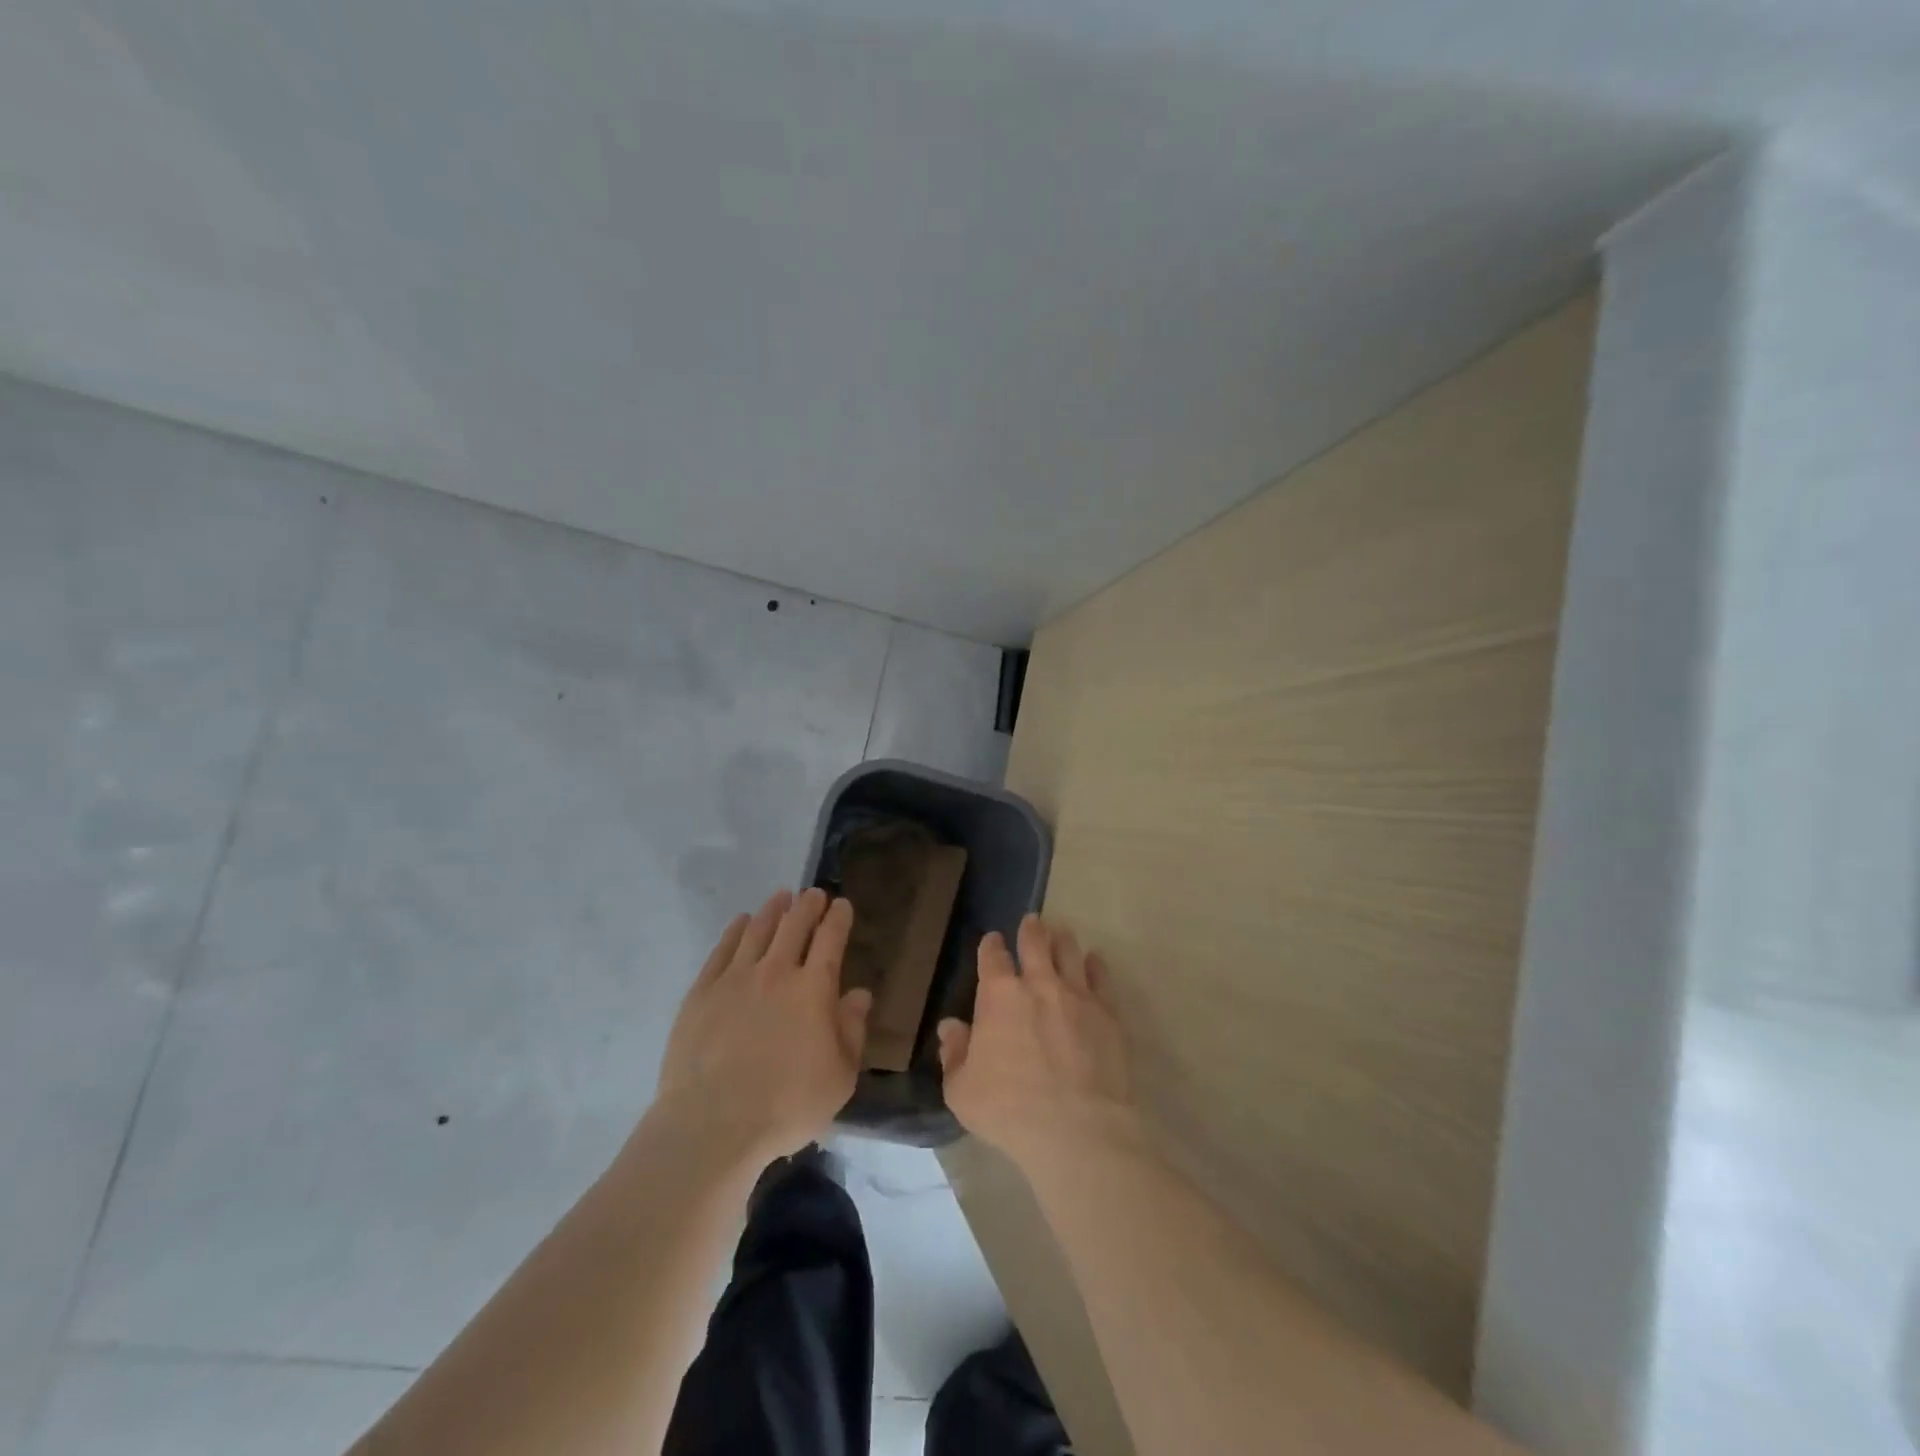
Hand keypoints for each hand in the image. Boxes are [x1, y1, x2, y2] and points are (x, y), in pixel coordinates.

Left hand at [654, 888, 871, 1164]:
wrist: (712, 1124)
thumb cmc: (786, 1106)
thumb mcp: (839, 1077)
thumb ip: (852, 1030)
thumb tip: (858, 994)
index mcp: (813, 989)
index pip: (830, 939)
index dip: (838, 918)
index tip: (842, 905)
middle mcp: (776, 972)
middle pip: (794, 925)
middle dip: (808, 905)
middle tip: (814, 895)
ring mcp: (735, 979)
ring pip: (758, 929)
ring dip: (773, 910)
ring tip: (781, 897)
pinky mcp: (702, 992)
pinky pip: (723, 949)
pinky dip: (736, 930)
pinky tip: (741, 923)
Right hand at [938, 913, 1138, 1171]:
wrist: (1077, 1129)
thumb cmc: (1009, 1110)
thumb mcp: (962, 1090)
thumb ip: (954, 1054)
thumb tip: (951, 1027)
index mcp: (999, 996)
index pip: (993, 958)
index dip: (991, 946)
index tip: (993, 941)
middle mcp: (1039, 984)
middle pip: (1035, 943)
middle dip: (1031, 930)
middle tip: (1033, 921)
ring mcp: (1077, 995)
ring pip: (1070, 952)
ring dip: (1063, 940)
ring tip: (1061, 933)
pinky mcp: (1107, 1013)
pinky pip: (1101, 978)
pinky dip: (1095, 965)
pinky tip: (1094, 961)